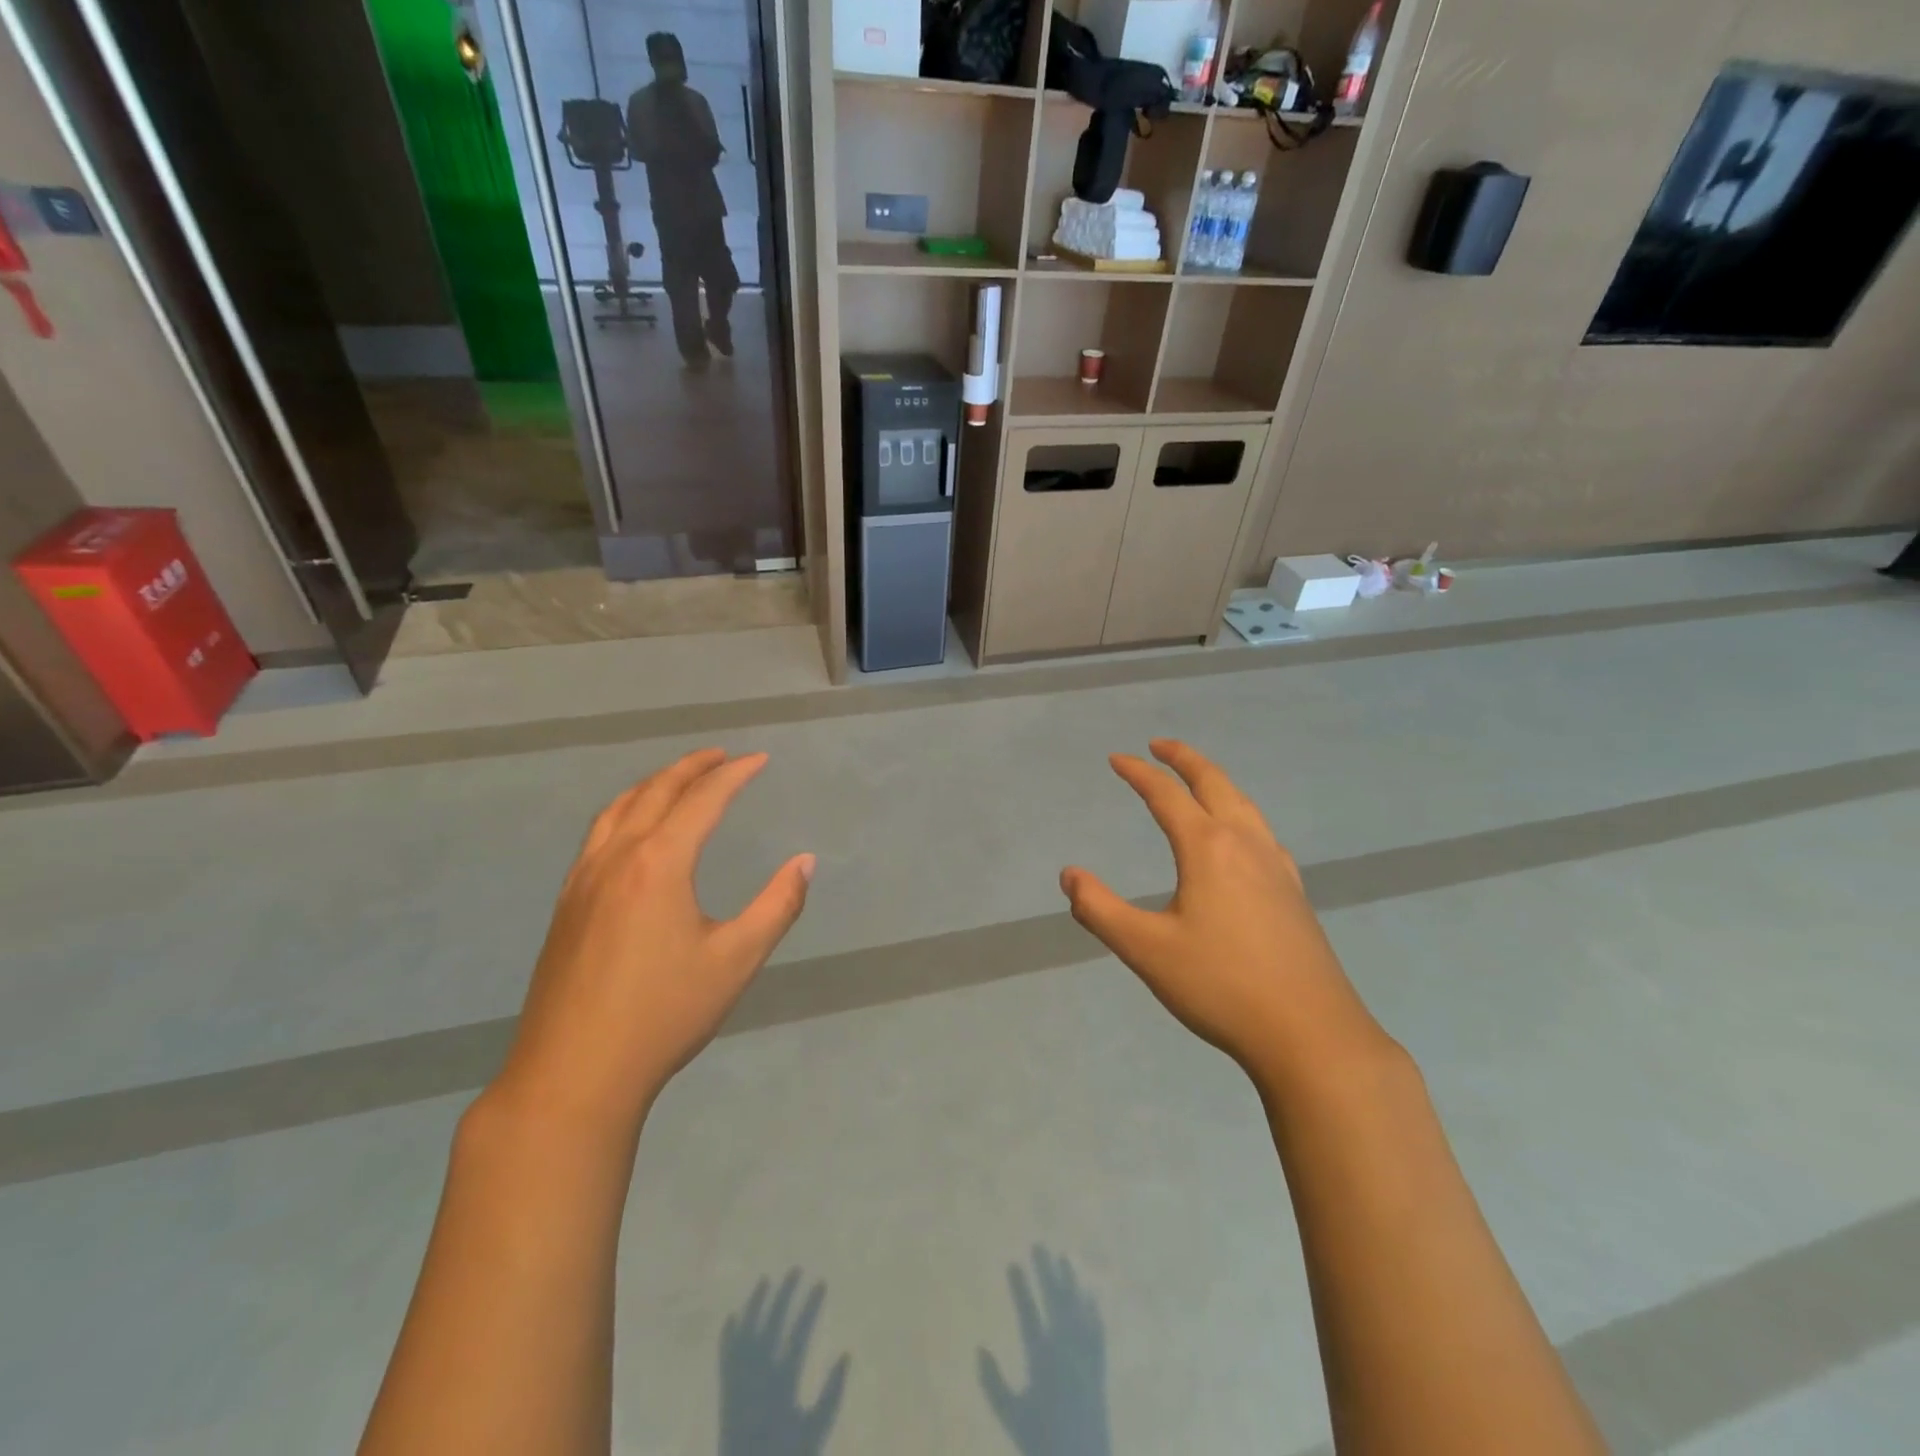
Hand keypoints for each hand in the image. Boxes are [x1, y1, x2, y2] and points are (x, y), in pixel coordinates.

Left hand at [494, 749, 813, 1135]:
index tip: (760, 759)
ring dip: (653, 784)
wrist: (574, 1073)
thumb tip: (805, 862)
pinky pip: (598, 834)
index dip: (735, 775)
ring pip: (618, 809)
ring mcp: (583, 880)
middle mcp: (616, 858)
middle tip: (722, 755)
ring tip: (679, 779)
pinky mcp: (566, 904)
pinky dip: (625, 811)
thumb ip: (777, 905)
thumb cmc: (664, 1014)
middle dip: (692, 767)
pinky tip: (633, 832)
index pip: (702, 800)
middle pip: (655, 792)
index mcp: (659, 863)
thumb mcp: (736, 960)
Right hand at [1059, 740, 1387, 1088]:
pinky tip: (1243, 838)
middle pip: (1214, 784)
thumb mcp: (1145, 949)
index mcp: (1208, 848)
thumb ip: (1099, 909)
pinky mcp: (1294, 893)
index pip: (1166, 795)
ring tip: (1198, 780)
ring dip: (1216, 782)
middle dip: (1184, 759)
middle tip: (1159, 745)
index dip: (1139, 772)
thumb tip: (1069, 875)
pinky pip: (1263, 833)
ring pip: (1245, 805)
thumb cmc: (1220, 987)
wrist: (1311, 1034)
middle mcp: (1246, 844)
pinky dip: (1241, 814)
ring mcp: (1277, 867)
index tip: (1116, 759)